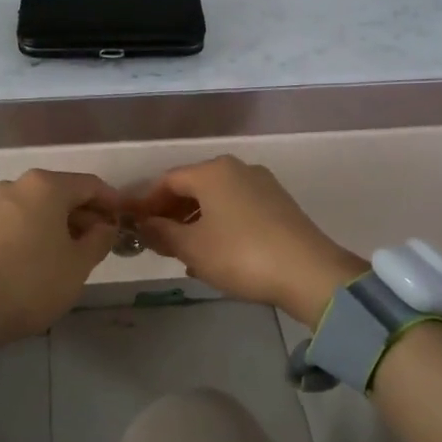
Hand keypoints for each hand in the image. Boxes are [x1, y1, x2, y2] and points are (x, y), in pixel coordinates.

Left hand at [0, 170, 120, 351]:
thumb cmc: (32, 282)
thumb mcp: (79, 264)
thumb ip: (100, 239)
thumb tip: (105, 226)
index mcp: (46, 185)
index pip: (91, 185)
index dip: (112, 202)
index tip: (124, 222)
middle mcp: (18, 185)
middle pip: (62, 192)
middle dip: (85, 214)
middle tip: (101, 242)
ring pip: (39, 207)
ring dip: (60, 224)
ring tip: (74, 253)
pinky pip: (19, 220)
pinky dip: (37, 231)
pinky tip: (44, 257)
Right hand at [127, 156, 364, 327]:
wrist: (308, 272)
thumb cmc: (240, 254)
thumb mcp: (192, 247)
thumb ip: (161, 232)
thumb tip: (143, 224)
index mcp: (212, 171)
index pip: (167, 181)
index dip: (146, 202)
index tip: (133, 225)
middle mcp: (237, 169)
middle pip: (193, 187)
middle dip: (171, 213)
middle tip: (156, 241)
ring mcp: (262, 185)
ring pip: (216, 199)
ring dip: (195, 222)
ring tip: (182, 251)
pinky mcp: (278, 204)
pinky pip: (237, 209)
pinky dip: (219, 225)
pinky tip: (214, 253)